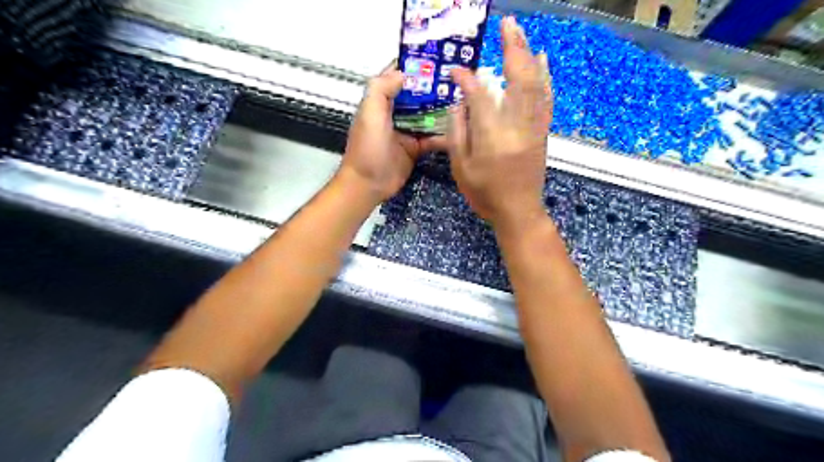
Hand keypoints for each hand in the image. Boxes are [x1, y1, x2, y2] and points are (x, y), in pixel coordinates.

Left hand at [339, 63, 448, 201]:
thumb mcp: (370, 113)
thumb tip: (404, 73)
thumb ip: (381, 89)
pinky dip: (443, 135)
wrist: (369, 184)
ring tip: (463, 99)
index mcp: (381, 101)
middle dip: (433, 87)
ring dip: (441, 109)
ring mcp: (406, 131)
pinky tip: (459, 129)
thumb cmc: (368, 147)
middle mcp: (394, 113)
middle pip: (416, 95)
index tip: (436, 57)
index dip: (414, 66)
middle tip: (457, 79)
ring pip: (426, 115)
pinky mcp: (415, 148)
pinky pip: (431, 138)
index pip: (397, 77)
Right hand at [451, 16, 553, 228]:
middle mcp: (517, 126)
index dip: (467, 79)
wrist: (518, 212)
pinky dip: (544, 76)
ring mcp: (534, 127)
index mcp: (492, 137)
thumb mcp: (461, 168)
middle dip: (512, 48)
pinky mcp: (542, 131)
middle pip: (518, 79)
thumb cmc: (485, 194)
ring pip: (535, 85)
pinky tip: (542, 60)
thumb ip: (458, 132)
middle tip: (507, 24)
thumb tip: (459, 102)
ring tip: (521, 33)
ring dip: (529, 55)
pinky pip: (546, 98)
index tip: (456, 70)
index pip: (480, 96)